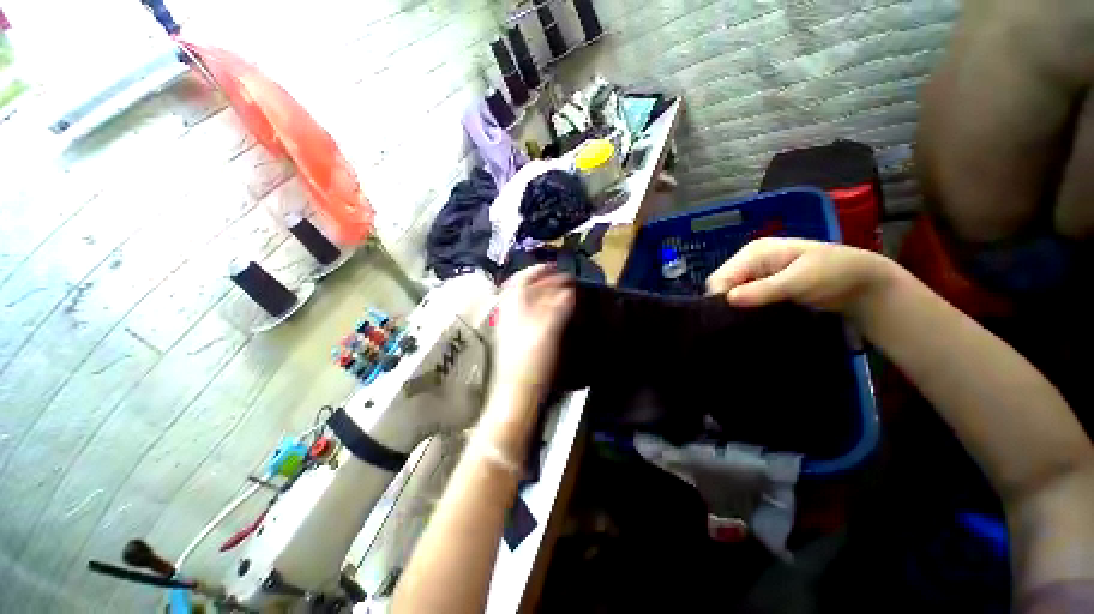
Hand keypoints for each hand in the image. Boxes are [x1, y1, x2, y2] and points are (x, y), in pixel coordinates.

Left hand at [491, 265, 574, 398]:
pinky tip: (549, 313)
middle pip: (522, 289)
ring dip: (540, 293)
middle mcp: (507, 313)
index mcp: (512, 307)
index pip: (523, 279)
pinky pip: (527, 314)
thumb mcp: (548, 331)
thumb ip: (558, 307)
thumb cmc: (531, 362)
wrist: (516, 394)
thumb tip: (568, 291)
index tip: (557, 268)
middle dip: (541, 280)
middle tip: (561, 279)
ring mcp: (509, 326)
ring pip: (524, 302)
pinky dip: (539, 308)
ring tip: (558, 293)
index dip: (540, 270)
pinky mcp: (515, 339)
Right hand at [706, 238, 896, 316]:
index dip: (720, 298)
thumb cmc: (834, 274)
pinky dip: (744, 309)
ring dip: (735, 308)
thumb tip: (728, 300)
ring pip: (730, 293)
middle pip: (721, 285)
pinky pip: (743, 297)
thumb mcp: (799, 281)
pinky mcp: (763, 286)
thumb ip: (763, 290)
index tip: (730, 320)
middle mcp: (749, 261)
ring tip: (744, 324)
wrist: (864, 283)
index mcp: (753, 252)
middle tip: (739, 323)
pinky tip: (751, 319)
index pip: (720, 277)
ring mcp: (756, 273)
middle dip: (726, 303)